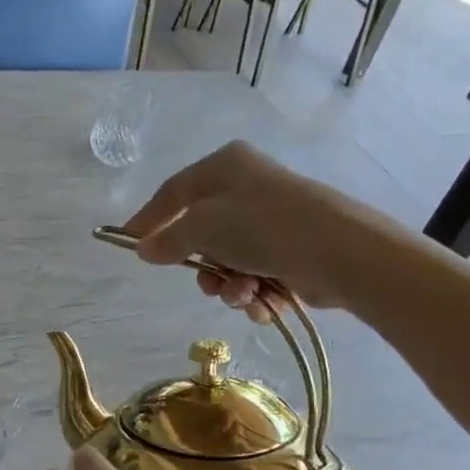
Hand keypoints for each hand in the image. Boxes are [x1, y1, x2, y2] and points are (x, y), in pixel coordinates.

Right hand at [123, 141, 394, 318]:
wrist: (340, 253)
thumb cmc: (263, 226)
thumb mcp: (203, 227)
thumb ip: (168, 239)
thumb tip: (144, 250)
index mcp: (226, 166)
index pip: (173, 191)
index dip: (148, 218)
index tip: (128, 243)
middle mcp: (248, 188)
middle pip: (202, 232)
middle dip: (202, 266)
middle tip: (205, 284)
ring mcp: (272, 220)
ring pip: (228, 259)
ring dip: (229, 285)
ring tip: (243, 295)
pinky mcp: (292, 250)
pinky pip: (256, 274)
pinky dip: (254, 292)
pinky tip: (263, 303)